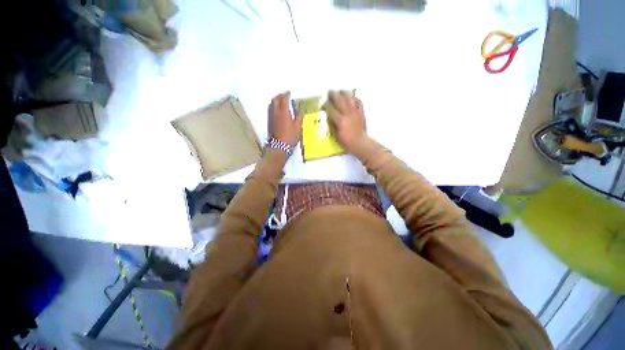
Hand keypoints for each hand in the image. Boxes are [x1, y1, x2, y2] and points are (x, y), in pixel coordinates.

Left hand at [268, 92, 301, 147]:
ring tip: (281, 102)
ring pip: (272, 104)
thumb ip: (298, 117)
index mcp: (284, 111)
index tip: (289, 92)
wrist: (279, 146)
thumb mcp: (298, 126)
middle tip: (284, 96)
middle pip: (275, 99)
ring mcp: (271, 117)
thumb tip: (299, 111)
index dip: (286, 94)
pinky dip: (274, 107)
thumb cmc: (290, 136)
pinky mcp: (269, 122)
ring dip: (276, 101)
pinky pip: (271, 110)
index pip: (284, 98)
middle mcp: (276, 112)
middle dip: (280, 96)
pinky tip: (278, 111)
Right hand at [324, 90, 368, 153]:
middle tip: (330, 92)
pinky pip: (359, 102)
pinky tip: (352, 98)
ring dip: (344, 93)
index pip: (331, 109)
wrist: (360, 143)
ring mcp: (355, 112)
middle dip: (333, 95)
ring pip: (349, 98)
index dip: (326, 105)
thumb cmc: (346, 141)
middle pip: (339, 100)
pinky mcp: (361, 112)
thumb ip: (331, 125)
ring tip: (340, 92)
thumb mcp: (335, 135)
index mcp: (340, 120)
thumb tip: (328, 117)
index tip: (323, 104)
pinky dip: (355, 98)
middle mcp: (347, 114)